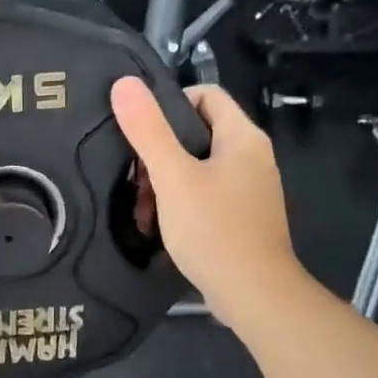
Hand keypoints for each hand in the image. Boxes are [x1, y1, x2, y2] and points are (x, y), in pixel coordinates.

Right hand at [110, 78, 306, 329]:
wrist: (253, 295)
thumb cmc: (214, 229)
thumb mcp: (173, 177)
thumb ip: (148, 130)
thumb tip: (124, 83)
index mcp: (242, 138)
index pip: (205, 95)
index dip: (170, 104)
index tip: (140, 131)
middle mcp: (251, 157)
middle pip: (197, 133)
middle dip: (160, 152)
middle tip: (136, 179)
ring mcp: (248, 189)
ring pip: (197, 167)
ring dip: (164, 182)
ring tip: (143, 209)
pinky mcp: (241, 216)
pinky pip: (204, 194)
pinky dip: (179, 203)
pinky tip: (159, 225)